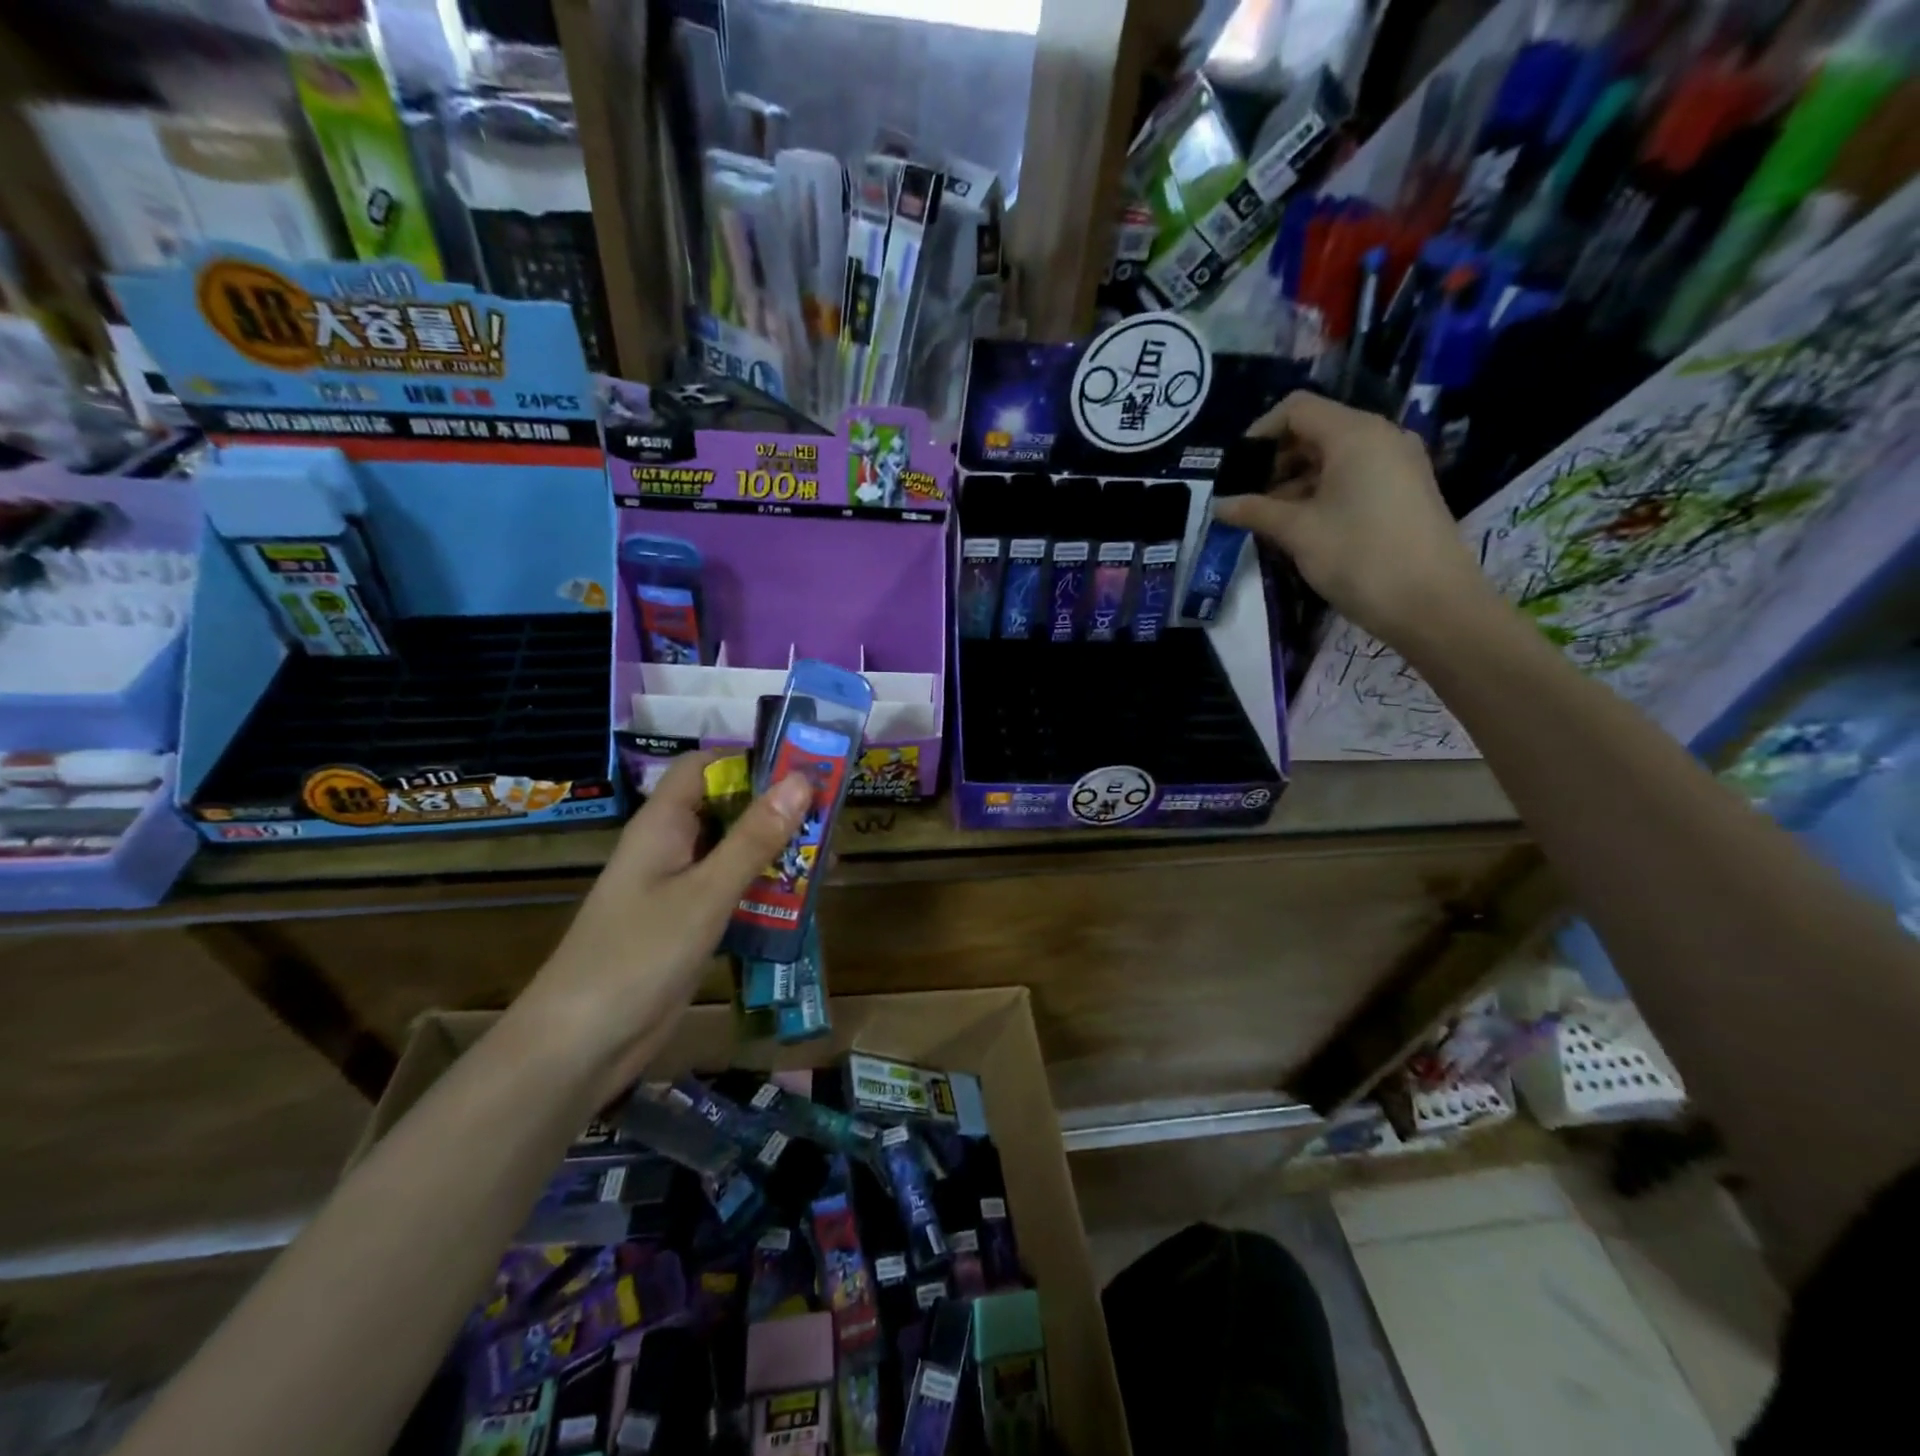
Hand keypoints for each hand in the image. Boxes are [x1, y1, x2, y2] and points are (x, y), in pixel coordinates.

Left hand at [516, 753, 812, 1099]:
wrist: (581, 1046)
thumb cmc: (638, 956)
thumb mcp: (705, 894)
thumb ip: (754, 839)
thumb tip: (801, 781)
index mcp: (663, 824)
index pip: (703, 766)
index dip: (748, 759)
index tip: (801, 769)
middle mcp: (671, 847)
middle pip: (726, 808)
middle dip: (776, 809)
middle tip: (831, 816)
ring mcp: (678, 889)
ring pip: (734, 853)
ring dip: (776, 853)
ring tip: (827, 858)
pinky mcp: (688, 925)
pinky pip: (732, 893)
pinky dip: (764, 892)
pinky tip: (801, 903)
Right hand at [1214, 391, 1492, 644]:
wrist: (1431, 603)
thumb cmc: (1359, 557)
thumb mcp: (1298, 532)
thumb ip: (1255, 511)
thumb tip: (1219, 505)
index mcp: (1355, 434)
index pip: (1297, 409)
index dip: (1259, 432)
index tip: (1235, 470)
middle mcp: (1381, 437)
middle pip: (1316, 431)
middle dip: (1276, 461)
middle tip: (1246, 499)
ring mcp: (1398, 463)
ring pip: (1334, 457)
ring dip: (1296, 481)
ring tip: (1269, 519)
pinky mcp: (1405, 490)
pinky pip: (1354, 476)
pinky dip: (1322, 492)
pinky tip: (1302, 526)